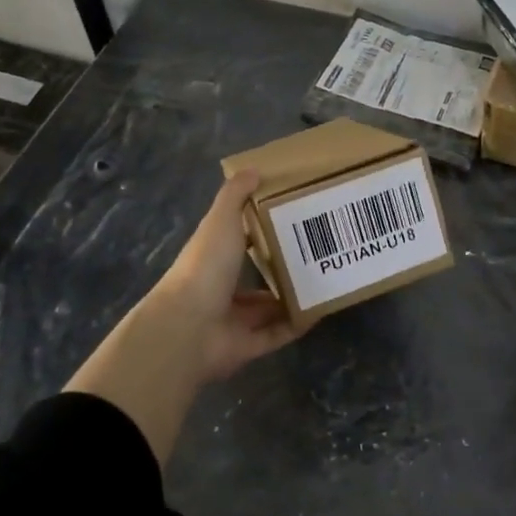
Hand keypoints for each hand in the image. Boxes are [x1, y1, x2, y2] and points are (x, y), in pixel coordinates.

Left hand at [67, 172, 300, 465]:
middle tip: (320, 251)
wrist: (188, 327)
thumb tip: (254, 169)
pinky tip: (323, 309)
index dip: (262, 230)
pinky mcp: (248, 346)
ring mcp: (234, 321)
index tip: (294, 217)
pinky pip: (279, 334)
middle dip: (284, 267)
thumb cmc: (205, 267)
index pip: (238, 242)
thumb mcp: (220, 221)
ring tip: (327, 278)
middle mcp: (222, 289)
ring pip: (269, 308)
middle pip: (256, 278)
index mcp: (214, 258)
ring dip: (294, 296)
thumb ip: (235, 196)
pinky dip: (298, 324)